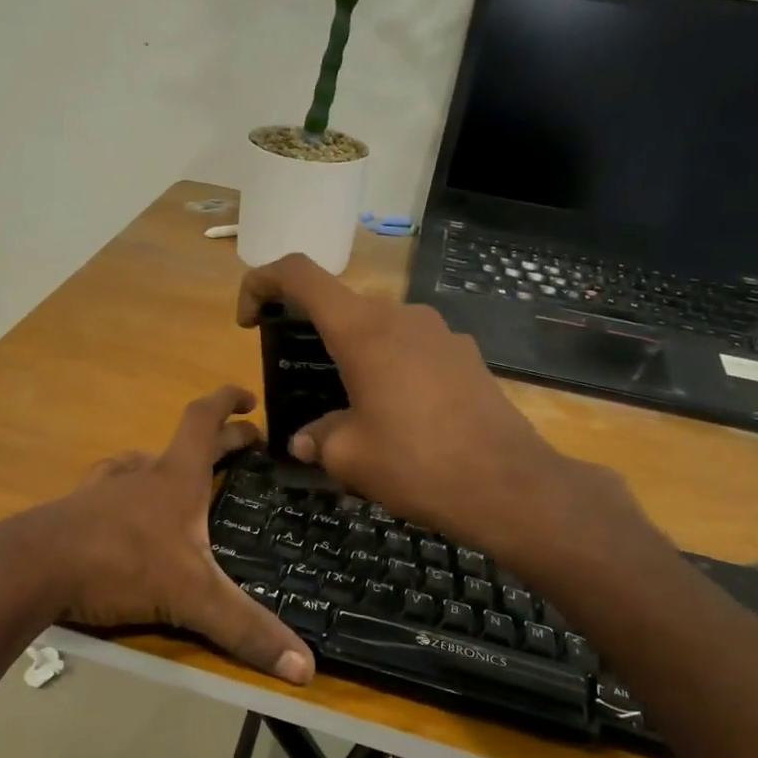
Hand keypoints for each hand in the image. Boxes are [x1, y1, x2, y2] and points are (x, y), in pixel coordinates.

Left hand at [37, 386, 314, 684]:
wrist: (30, 569)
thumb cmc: (120, 564)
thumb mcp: (192, 597)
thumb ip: (246, 628)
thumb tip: (307, 667)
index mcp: (176, 478)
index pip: (204, 420)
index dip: (228, 401)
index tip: (249, 398)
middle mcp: (141, 474)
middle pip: (184, 443)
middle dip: (220, 440)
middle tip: (246, 446)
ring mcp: (103, 490)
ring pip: (140, 463)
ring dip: (165, 463)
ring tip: (181, 479)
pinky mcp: (74, 512)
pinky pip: (107, 490)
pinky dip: (124, 492)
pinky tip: (121, 512)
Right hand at [237, 255, 654, 576]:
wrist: (507, 484)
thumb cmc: (416, 464)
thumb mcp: (349, 457)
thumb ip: (318, 438)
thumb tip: (306, 440)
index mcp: (362, 330)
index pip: (299, 273)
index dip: (261, 283)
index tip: (250, 321)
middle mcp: (401, 316)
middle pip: (341, 306)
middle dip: (313, 336)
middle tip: (304, 385)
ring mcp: (440, 332)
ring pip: (380, 330)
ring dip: (355, 358)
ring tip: (353, 410)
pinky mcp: (465, 355)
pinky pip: (413, 349)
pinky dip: (392, 370)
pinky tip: (401, 418)